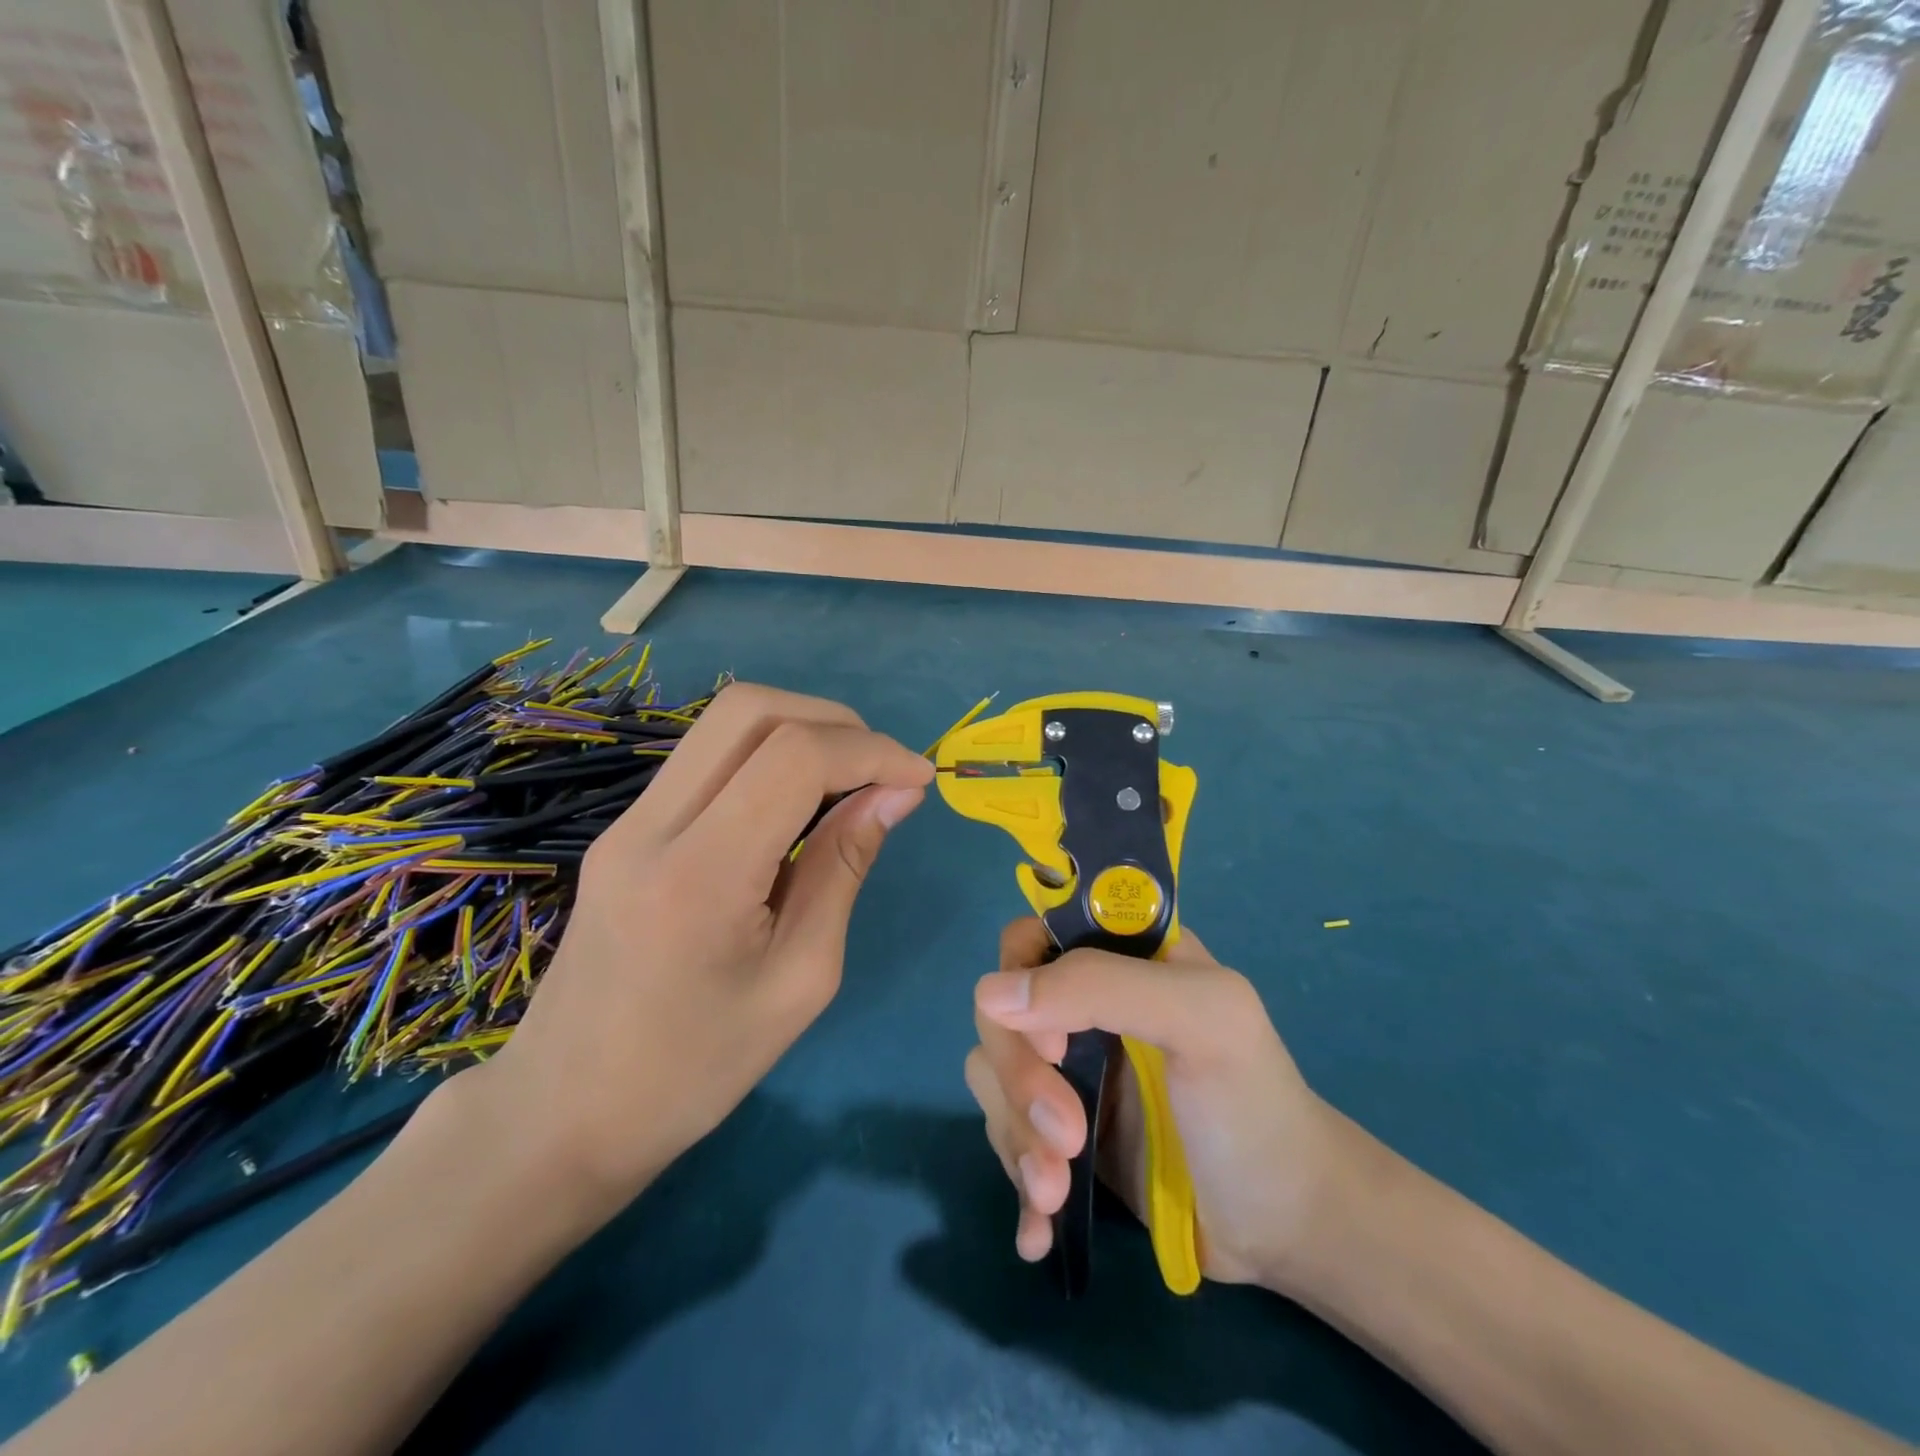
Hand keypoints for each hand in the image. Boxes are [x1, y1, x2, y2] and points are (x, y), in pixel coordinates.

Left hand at [475, 682, 932, 1217]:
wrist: (565, 1111)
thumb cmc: (697, 1068)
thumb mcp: (801, 978)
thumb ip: (845, 868)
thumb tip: (895, 793)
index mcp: (699, 874)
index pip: (794, 757)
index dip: (871, 752)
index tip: (919, 780)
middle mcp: (652, 824)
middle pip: (750, 709)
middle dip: (835, 721)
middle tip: (883, 770)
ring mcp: (629, 820)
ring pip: (724, 722)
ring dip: (801, 730)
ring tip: (850, 780)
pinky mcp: (626, 828)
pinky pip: (707, 758)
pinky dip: (767, 755)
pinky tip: (798, 803)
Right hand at [965, 919, 1344, 1290]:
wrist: (1286, 1226)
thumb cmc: (1254, 1106)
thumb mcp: (1201, 1021)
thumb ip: (1103, 987)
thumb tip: (991, 993)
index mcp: (1121, 959)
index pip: (1033, 940)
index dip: (1025, 984)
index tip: (1057, 1045)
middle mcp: (1086, 1006)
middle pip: (1003, 1015)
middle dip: (1021, 1081)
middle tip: (1066, 1137)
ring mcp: (1072, 1072)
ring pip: (994, 1077)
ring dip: (1016, 1137)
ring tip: (1056, 1191)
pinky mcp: (1064, 1134)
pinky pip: (1007, 1137)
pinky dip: (1014, 1180)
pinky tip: (1037, 1230)